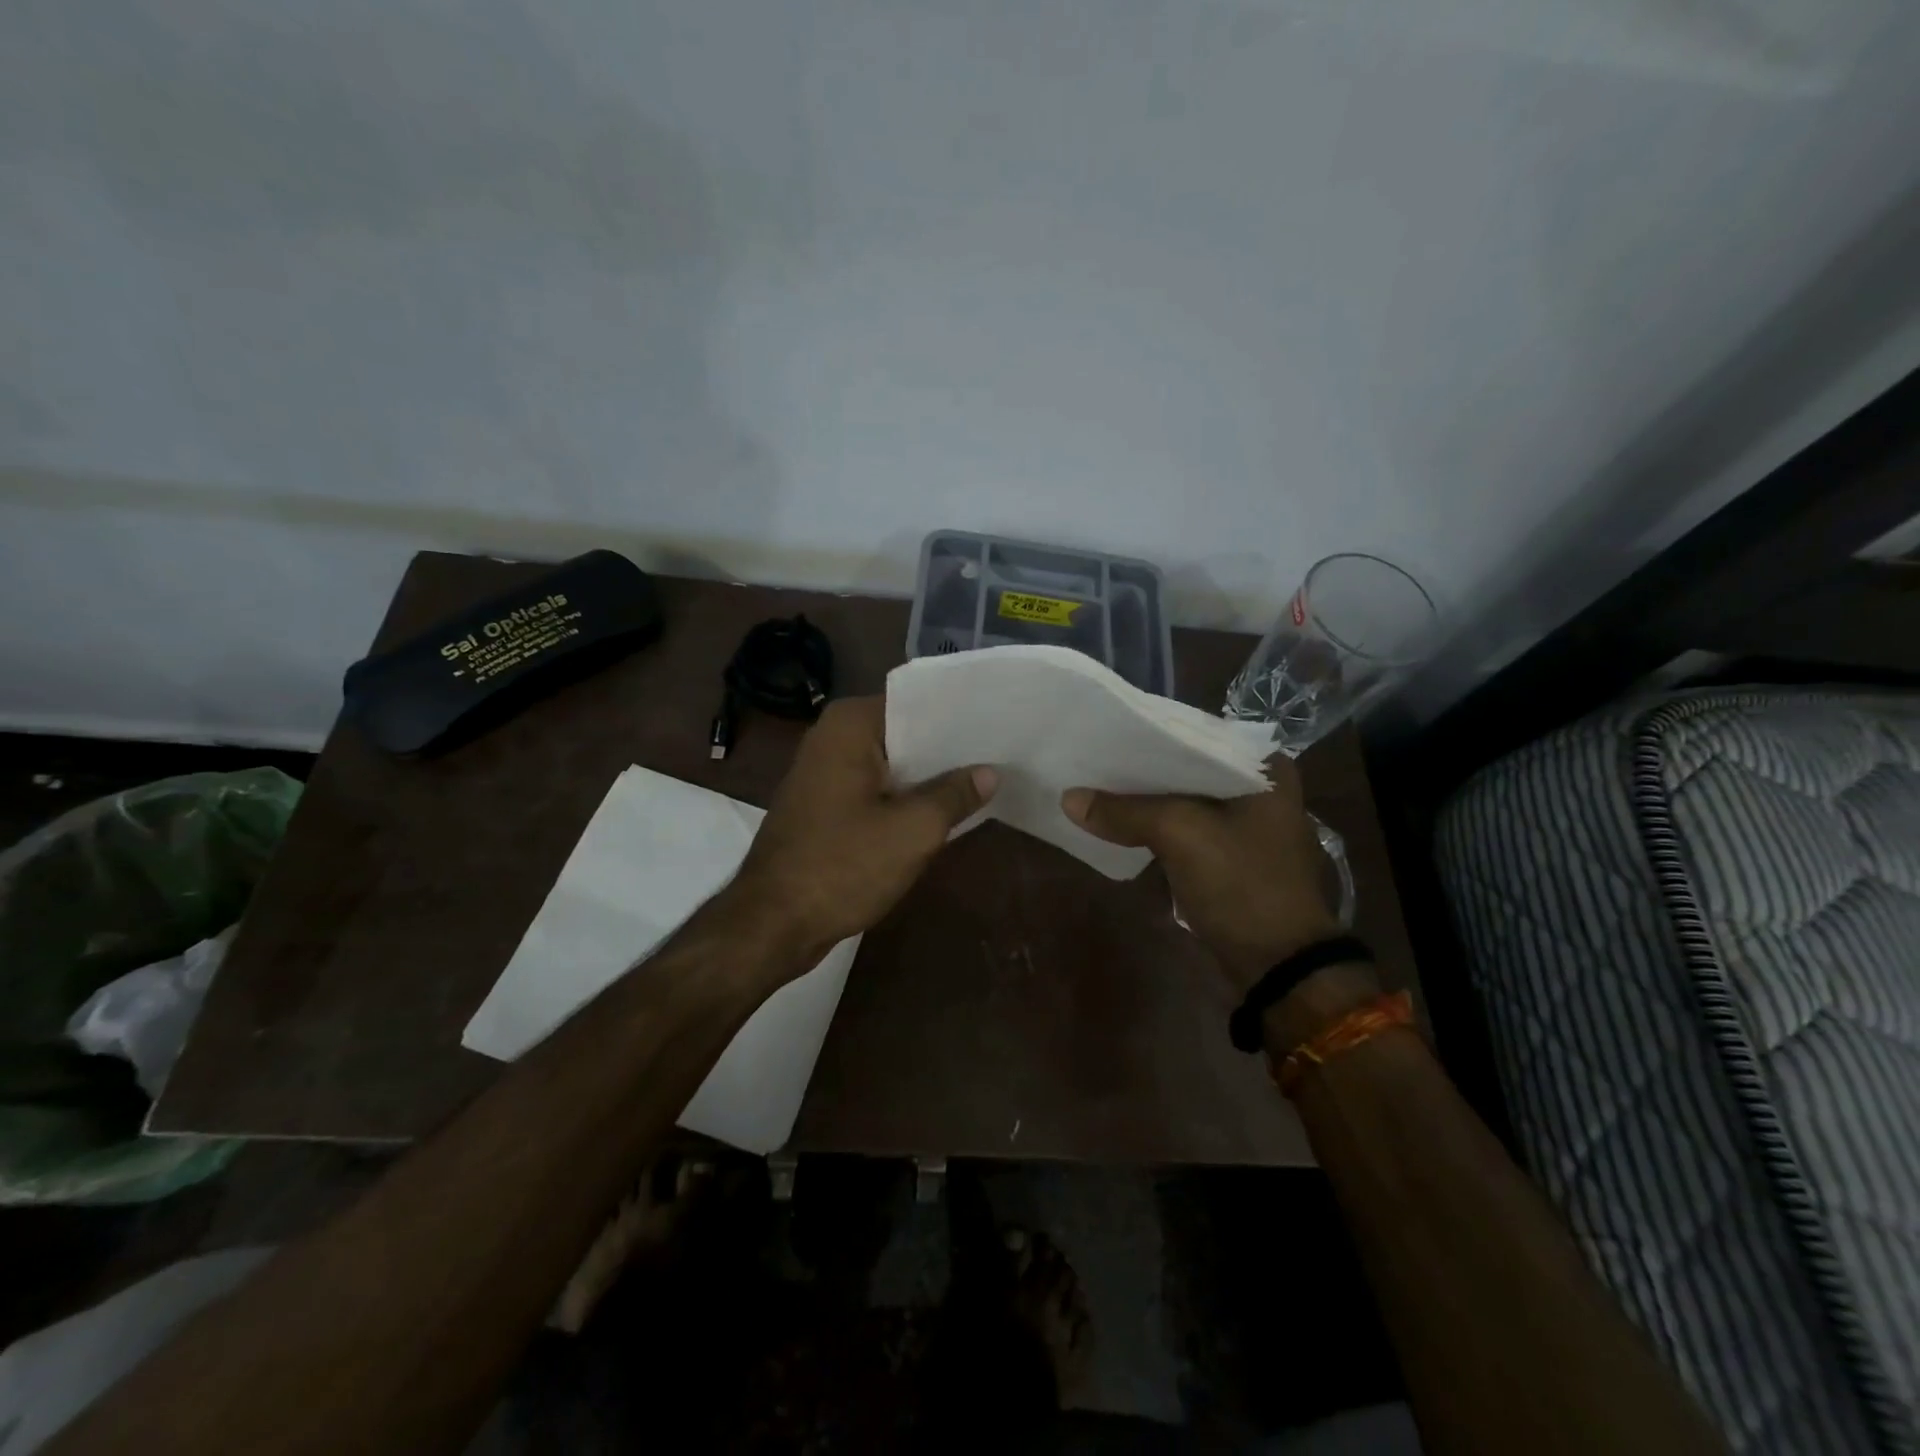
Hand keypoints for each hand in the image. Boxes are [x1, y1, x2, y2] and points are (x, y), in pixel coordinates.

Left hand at [730, 696, 995, 959]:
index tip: (998, 725)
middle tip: (1000, 756)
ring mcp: (823, 772)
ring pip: (891, 765)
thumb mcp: (913, 831)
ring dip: (927, 779)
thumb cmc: (842, 866)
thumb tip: (989, 772)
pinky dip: (903, 799)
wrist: (771, 924)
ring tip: (983, 781)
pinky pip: (875, 790)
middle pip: (904, 734)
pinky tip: (942, 813)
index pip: (916, 704)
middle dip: (947, 750)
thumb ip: (954, 795)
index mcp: (849, 725)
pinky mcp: (823, 805)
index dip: (958, 717)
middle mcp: (831, 737)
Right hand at [1061, 759, 1342, 995]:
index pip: (1196, 735)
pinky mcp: (1232, 855)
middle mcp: (1261, 788)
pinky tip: (1120, 820)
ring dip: (1146, 799)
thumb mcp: (1180, 836)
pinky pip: (1186, 828)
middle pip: (1187, 768)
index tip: (1107, 731)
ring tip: (1098, 783)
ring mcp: (1248, 825)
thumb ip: (1124, 811)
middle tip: (1094, 757)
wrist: (1279, 964)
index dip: (1149, 734)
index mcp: (1265, 769)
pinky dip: (1156, 825)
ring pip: (1184, 799)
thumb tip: (1068, 798)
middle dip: (1142, 768)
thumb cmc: (1242, 885)